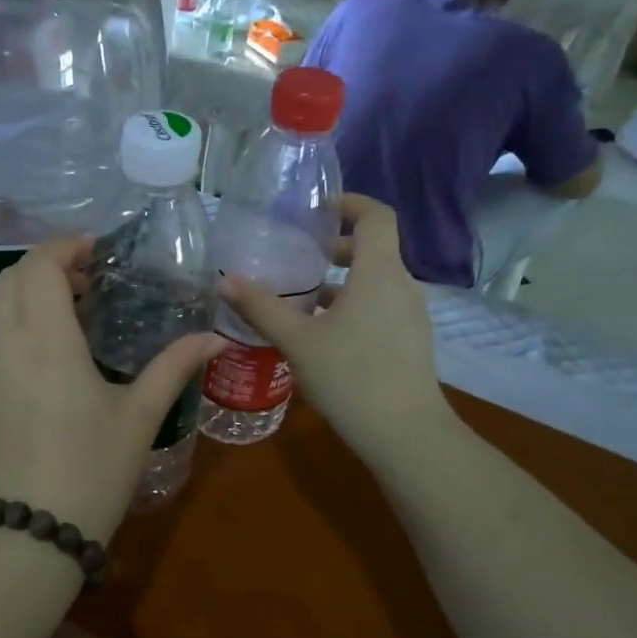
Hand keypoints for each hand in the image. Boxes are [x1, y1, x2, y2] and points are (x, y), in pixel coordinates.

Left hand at [0, 236, 223, 545]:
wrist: (34, 531)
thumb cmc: (93, 470)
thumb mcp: (139, 416)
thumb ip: (174, 367)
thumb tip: (215, 339)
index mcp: (46, 342)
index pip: (39, 267)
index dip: (64, 247)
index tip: (97, 251)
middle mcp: (7, 346)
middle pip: (12, 279)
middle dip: (47, 264)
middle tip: (90, 278)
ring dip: (31, 294)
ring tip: (77, 311)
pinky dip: (20, 325)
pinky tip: (54, 355)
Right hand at [218, 194, 450, 469]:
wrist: (405, 434)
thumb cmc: (350, 377)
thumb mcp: (297, 341)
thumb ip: (261, 307)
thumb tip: (225, 280)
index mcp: (379, 273)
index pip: (376, 216)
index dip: (350, 203)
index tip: (317, 210)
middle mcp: (402, 286)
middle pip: (373, 249)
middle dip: (335, 247)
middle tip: (297, 256)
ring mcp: (411, 315)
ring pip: (376, 281)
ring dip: (342, 280)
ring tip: (302, 297)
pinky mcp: (410, 341)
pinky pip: (381, 306)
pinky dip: (354, 304)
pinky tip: (323, 333)